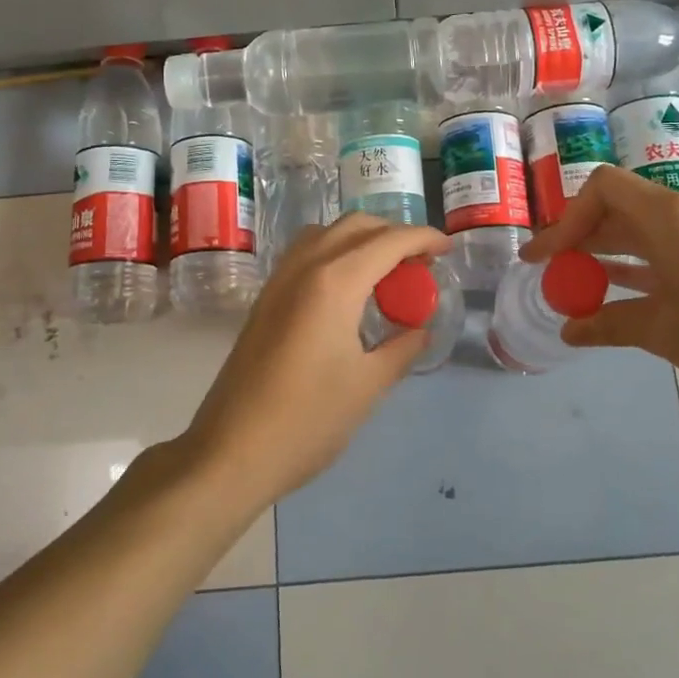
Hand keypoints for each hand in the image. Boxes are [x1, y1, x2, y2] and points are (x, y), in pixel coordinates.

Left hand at [180, 212, 450, 509]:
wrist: (231, 451)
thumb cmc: (307, 420)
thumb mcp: (368, 386)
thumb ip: (401, 348)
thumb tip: (420, 329)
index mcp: (334, 282)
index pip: (389, 241)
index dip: (423, 238)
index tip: (447, 248)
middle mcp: (304, 267)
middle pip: (355, 226)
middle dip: (393, 234)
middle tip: (419, 263)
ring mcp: (278, 280)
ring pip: (325, 233)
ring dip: (360, 239)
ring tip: (385, 272)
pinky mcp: (264, 298)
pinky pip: (305, 254)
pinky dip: (334, 253)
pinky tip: (347, 290)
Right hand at [522, 165, 678, 404]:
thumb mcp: (664, 331)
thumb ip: (610, 324)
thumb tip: (570, 331)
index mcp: (668, 215)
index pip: (602, 188)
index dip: (567, 219)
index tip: (547, 258)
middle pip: (619, 208)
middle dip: (580, 238)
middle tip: (551, 272)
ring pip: (644, 230)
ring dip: (608, 253)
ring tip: (577, 285)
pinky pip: (669, 249)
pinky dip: (639, 266)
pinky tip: (623, 295)